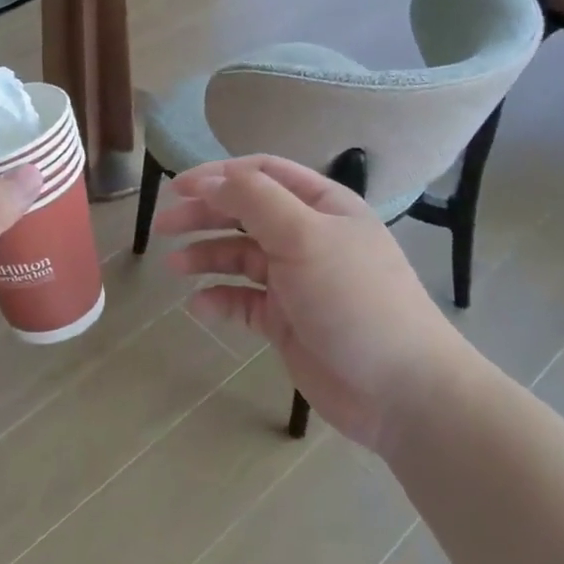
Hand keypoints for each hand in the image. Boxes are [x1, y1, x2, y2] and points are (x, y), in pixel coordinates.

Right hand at [154, 155, 475, 455]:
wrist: (399, 389)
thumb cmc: (353, 298)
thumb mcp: (304, 236)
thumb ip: (254, 200)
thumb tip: (209, 181)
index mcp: (322, 206)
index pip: (262, 174)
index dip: (218, 175)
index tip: (177, 188)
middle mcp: (308, 237)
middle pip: (245, 213)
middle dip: (204, 214)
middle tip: (164, 225)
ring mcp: (296, 280)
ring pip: (240, 257)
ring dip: (206, 256)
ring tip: (175, 266)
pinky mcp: (286, 321)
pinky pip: (244, 301)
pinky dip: (220, 299)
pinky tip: (199, 306)